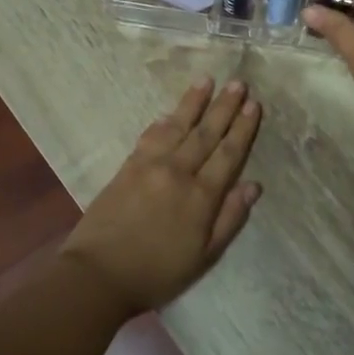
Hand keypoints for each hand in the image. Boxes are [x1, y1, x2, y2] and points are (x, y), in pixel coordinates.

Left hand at [62, 77, 262, 312]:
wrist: (99, 274)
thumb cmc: (157, 272)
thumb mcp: (204, 256)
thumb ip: (229, 219)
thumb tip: (252, 185)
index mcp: (201, 196)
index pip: (228, 154)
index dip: (243, 128)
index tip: (254, 105)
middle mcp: (178, 172)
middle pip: (206, 133)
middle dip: (224, 106)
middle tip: (239, 83)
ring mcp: (150, 165)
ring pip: (178, 126)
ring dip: (194, 102)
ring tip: (207, 80)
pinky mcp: (128, 166)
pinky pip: (150, 136)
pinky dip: (163, 121)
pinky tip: (171, 112)